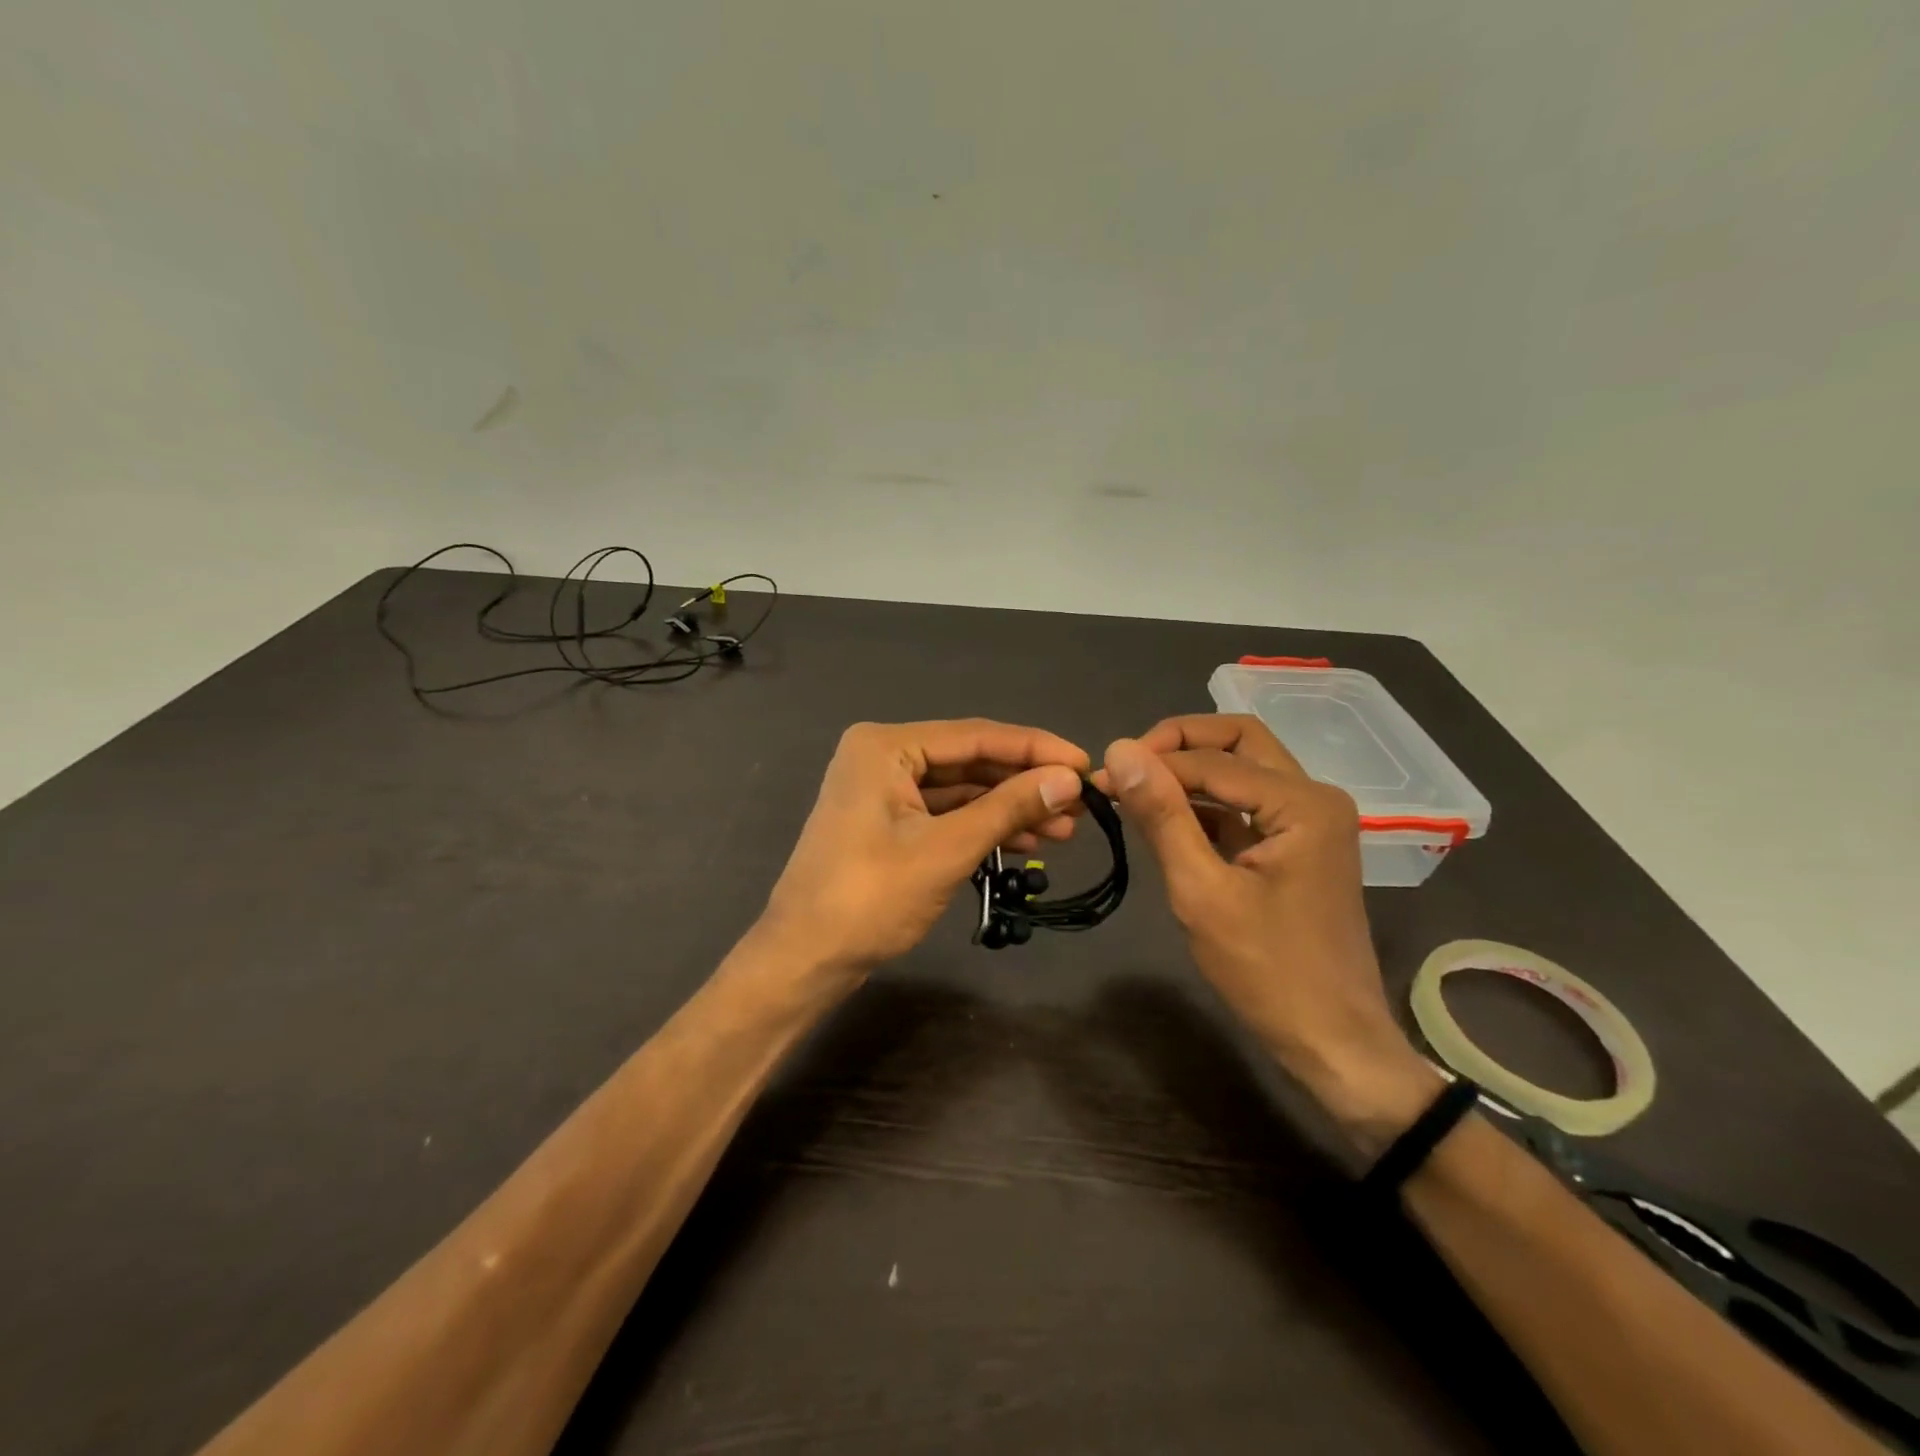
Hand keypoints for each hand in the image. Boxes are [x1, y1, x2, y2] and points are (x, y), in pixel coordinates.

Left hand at [760, 720, 1088, 983]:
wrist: (805, 958)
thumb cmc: (870, 898)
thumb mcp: (947, 849)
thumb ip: (1009, 808)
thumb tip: (1070, 780)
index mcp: (886, 746)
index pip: (976, 736)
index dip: (1036, 749)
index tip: (1085, 764)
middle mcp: (883, 756)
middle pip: (969, 760)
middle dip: (1024, 783)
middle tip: (1081, 803)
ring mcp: (883, 790)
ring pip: (961, 789)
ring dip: (1009, 808)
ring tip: (1065, 829)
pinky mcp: (887, 821)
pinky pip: (945, 813)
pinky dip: (982, 826)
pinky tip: (1026, 840)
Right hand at [1101, 715, 1435, 1147]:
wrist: (1332, 1041)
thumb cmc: (1268, 971)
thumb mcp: (1202, 891)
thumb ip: (1162, 815)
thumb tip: (1120, 749)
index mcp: (1302, 802)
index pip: (1212, 760)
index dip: (1152, 763)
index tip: (1098, 777)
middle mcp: (1314, 796)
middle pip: (1238, 740)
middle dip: (1179, 745)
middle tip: (1128, 767)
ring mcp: (1310, 820)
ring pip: (1243, 768)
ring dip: (1191, 772)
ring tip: (1136, 793)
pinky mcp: (1298, 844)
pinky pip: (1246, 803)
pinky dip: (1206, 803)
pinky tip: (1167, 820)